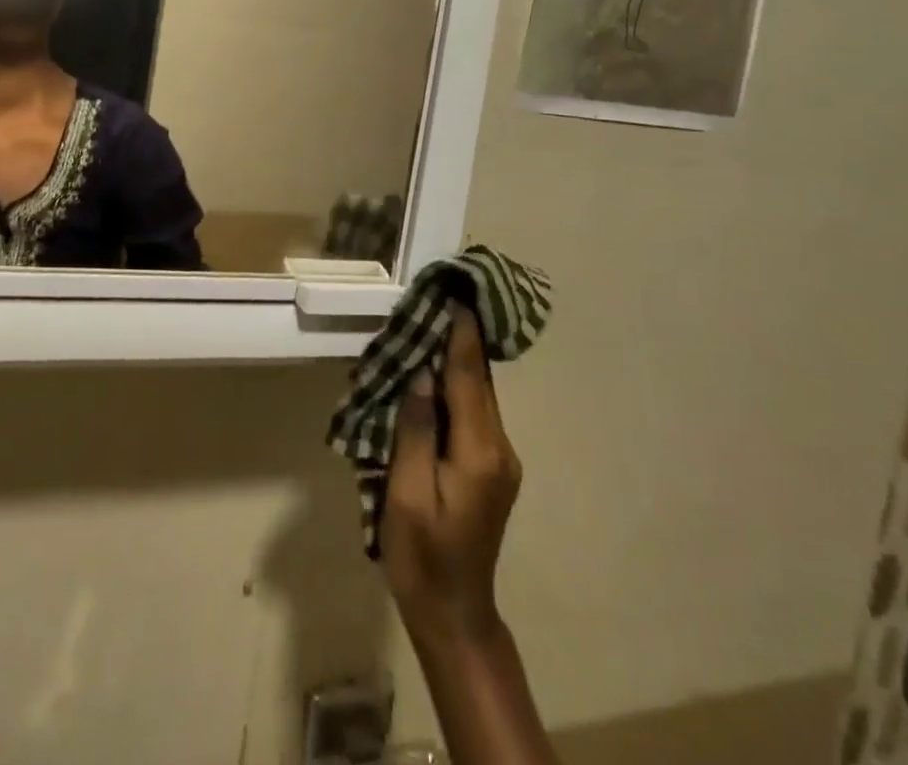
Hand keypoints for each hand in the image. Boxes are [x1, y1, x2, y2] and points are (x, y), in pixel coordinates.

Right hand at [382, 309, 522, 649]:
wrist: (454, 614)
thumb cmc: (422, 557)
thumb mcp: (408, 495)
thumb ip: (415, 430)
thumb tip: (420, 372)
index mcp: (479, 452)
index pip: (470, 377)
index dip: (461, 333)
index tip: (455, 292)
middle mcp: (499, 448)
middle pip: (479, 380)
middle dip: (460, 338)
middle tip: (437, 297)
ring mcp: (499, 458)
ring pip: (477, 394)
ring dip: (456, 360)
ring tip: (430, 323)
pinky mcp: (491, 467)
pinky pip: (472, 412)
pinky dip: (454, 386)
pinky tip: (431, 374)